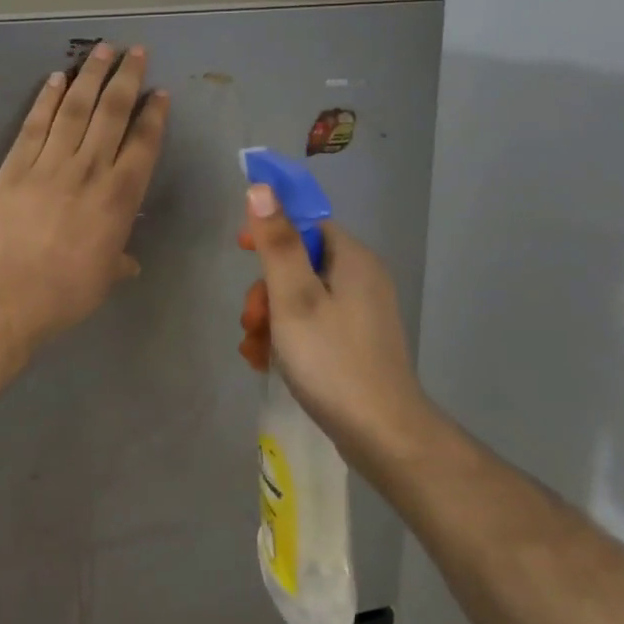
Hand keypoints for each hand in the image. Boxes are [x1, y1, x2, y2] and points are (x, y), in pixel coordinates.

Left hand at [0, 42, 169, 346]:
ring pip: (75, 108)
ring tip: (102, 50)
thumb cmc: (69, 291)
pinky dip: (47, 99)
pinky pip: (36, 123)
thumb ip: (119, 260)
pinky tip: (56, 78)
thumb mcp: (106, 276)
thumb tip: (128, 263)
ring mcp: (52, 162)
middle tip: (135, 51)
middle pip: (112, 112)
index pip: (143, 143)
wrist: (13, 292)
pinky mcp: (17, 164)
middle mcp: (91, 169)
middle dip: (126, 78)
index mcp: (120, 196)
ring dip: (90, 76)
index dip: (153, 114)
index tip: (159, 92)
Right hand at [236, 187, 428, 479]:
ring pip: (300, 296)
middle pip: (298, 262)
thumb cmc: (332, 360)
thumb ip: (276, 243)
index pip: (304, 221)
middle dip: (265, 289)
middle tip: (251, 320)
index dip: (269, 230)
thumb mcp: (294, 298)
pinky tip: (266, 361)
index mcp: (352, 258)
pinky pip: (312, 322)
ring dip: (270, 317)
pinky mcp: (355, 341)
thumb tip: (262, 187)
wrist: (383, 436)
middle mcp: (360, 277)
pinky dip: (286, 336)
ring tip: (254, 349)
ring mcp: (360, 312)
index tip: (240, 250)